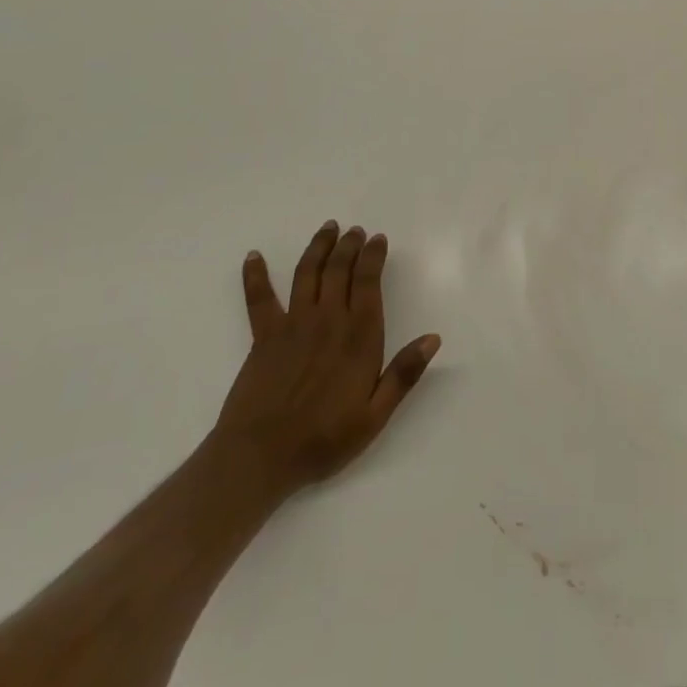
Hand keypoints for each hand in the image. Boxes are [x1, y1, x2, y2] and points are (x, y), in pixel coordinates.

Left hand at [209, 221, 440, 511]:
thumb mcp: (375, 416)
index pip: (369, 282)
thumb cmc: (323, 440)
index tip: (378, 239)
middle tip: (355, 231)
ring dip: (318, 247)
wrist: (259, 458)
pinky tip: (253, 256)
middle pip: (339, 270)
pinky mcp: (264, 336)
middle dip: (349, 245)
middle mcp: (328, 320)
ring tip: (327, 229)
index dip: (374, 257)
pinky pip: (259, 298)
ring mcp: (293, 325)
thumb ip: (404, 374)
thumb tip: (433, 338)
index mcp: (359, 337)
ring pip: (307, 273)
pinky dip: (255, 275)